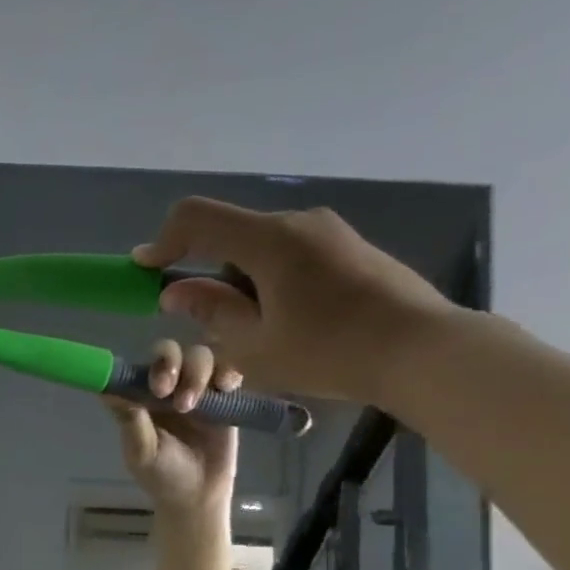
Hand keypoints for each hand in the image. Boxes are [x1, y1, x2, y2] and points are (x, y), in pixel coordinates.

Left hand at [103, 339, 238, 514]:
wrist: (198, 496)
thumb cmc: (161, 475)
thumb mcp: (141, 451)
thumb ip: (129, 420)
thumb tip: (106, 390)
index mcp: (141, 398)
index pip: (139, 367)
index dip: (143, 367)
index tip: (151, 385)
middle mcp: (168, 388)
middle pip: (170, 353)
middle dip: (170, 363)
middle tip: (165, 390)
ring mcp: (196, 390)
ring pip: (199, 357)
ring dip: (195, 373)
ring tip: (190, 405)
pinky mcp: (224, 398)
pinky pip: (228, 372)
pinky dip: (227, 373)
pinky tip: (226, 387)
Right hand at [135, 198, 458, 407]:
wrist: (423, 349)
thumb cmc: (329, 351)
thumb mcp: (254, 344)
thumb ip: (211, 311)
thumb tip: (177, 291)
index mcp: (269, 240)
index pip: (196, 218)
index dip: (162, 241)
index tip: (146, 272)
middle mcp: (298, 222)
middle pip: (229, 234)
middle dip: (204, 272)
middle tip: (203, 322)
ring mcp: (328, 232)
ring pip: (259, 248)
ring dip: (238, 282)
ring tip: (250, 332)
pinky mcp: (348, 248)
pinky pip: (289, 255)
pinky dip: (267, 281)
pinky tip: (284, 323)